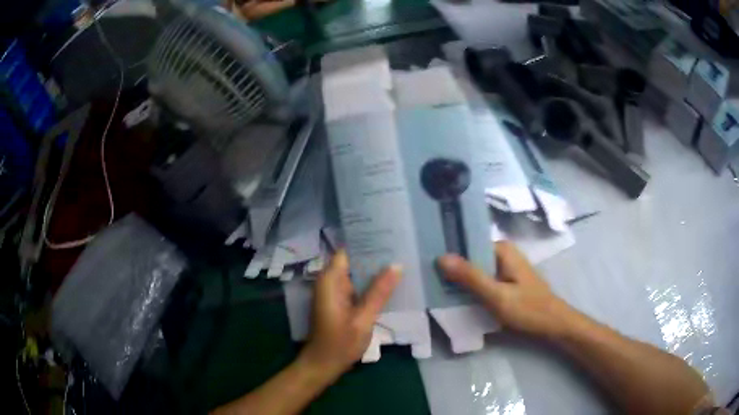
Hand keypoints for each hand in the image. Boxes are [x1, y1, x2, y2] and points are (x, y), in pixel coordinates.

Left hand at [300, 250, 401, 378]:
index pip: (348, 250)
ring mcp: (333, 292)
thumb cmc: (341, 342)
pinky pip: (355, 286)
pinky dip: (370, 284)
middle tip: (402, 248)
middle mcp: (329, 281)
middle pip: (353, 260)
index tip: (389, 236)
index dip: (367, 242)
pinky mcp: (339, 301)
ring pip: (356, 273)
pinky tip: (389, 283)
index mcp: (331, 280)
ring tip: (400, 261)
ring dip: (374, 270)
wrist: (324, 364)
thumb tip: (397, 264)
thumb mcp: (364, 318)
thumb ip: (379, 292)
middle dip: (375, 256)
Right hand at [438, 241, 575, 338]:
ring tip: (435, 287)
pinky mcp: (505, 282)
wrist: (552, 325)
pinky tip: (456, 297)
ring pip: (475, 270)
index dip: (448, 251)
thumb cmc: (528, 309)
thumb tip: (441, 257)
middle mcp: (503, 253)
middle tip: (426, 278)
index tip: (425, 260)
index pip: (467, 243)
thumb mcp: (496, 295)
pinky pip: (482, 280)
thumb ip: (470, 277)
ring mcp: (505, 268)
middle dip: (452, 267)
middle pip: (470, 257)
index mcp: (502, 249)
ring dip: (460, 279)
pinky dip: (470, 287)